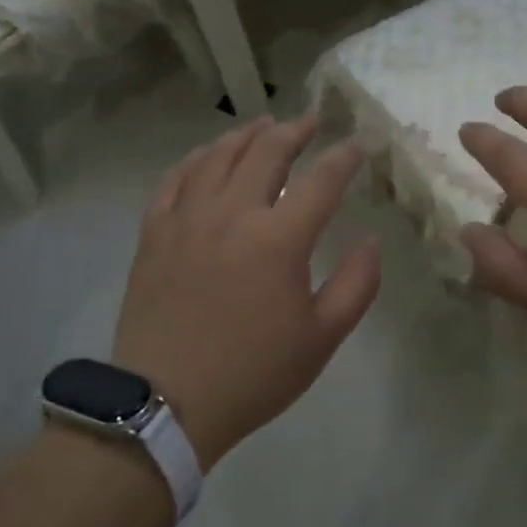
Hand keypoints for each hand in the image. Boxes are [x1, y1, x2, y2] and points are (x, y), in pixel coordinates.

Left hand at [113, 115, 380, 467]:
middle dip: (294, 131)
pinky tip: (207, 155)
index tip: (357, 145)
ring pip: (218, 157)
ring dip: (246, 135)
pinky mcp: (155, 233)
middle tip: (309, 121)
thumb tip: (371, 240)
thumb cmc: (253, 374)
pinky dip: (196, 159)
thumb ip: (357, 284)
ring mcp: (188, 219)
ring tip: (263, 124)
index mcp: (279, 239)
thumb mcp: (322, 338)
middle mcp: (233, 214)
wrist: (165, 405)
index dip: (344, 158)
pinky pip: (175, 179)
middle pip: (267, 153)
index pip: (321, 181)